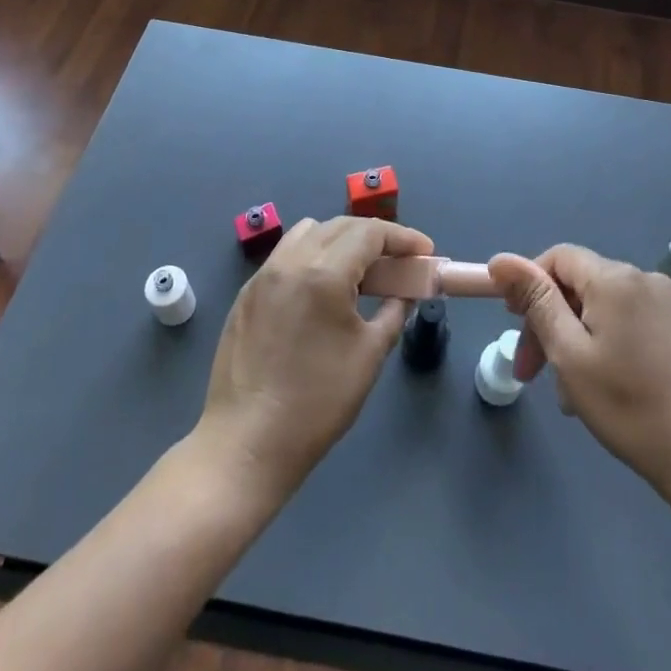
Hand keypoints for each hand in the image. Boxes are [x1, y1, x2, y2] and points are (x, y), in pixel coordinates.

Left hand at [200, 216, 433, 500]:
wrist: (245, 444)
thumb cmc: (316, 403)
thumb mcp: (369, 355)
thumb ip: (394, 312)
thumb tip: (405, 292)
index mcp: (323, 273)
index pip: (370, 233)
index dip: (403, 237)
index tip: (426, 252)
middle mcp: (290, 261)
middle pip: (341, 226)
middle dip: (375, 237)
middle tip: (399, 261)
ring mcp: (263, 275)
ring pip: (309, 232)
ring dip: (340, 240)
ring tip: (359, 271)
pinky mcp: (247, 293)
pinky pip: (286, 255)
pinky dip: (312, 256)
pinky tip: (321, 290)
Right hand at [488, 245, 670, 510]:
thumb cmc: (630, 407)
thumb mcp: (569, 354)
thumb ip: (535, 301)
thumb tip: (500, 259)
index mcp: (614, 278)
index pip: (557, 258)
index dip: (528, 284)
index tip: (513, 325)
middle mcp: (641, 278)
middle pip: (579, 284)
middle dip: (549, 321)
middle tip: (532, 372)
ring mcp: (665, 302)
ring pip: (600, 307)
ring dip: (574, 339)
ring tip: (569, 393)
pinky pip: (626, 321)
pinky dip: (604, 344)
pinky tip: (601, 387)